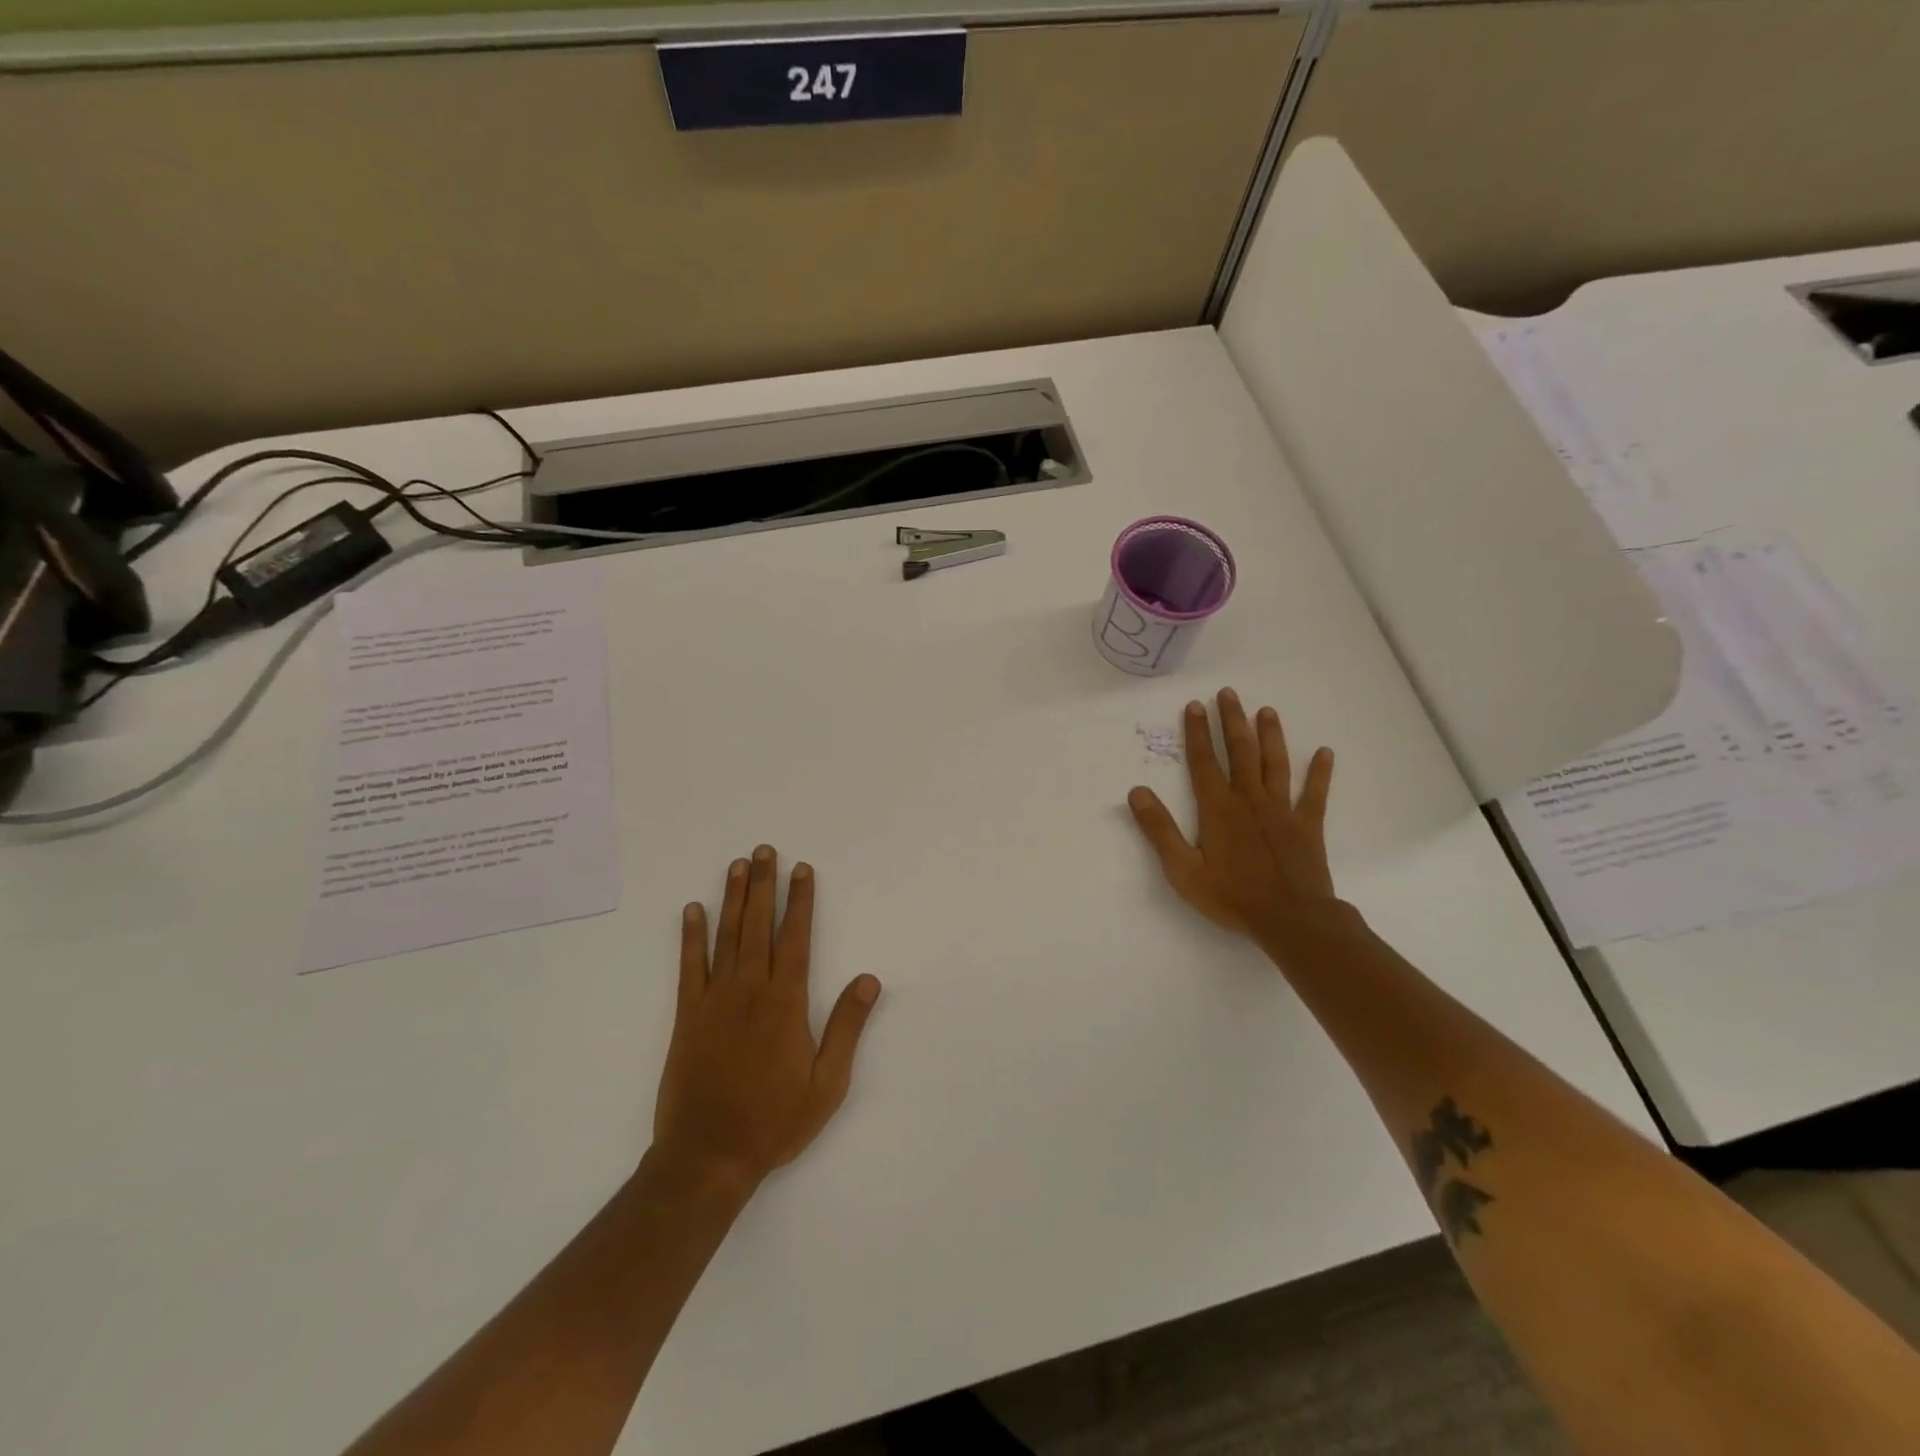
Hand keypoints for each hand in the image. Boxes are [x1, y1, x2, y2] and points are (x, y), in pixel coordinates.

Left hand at [653, 846, 881, 1189]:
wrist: (707, 1158)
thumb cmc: (774, 1122)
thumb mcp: (827, 1083)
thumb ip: (847, 1027)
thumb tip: (870, 979)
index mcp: (785, 1003)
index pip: (795, 938)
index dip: (800, 901)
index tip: (802, 870)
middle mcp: (749, 990)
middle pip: (758, 926)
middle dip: (764, 885)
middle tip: (764, 850)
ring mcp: (714, 1001)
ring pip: (726, 937)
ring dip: (732, 898)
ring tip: (737, 865)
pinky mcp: (687, 1017)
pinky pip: (689, 967)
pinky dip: (691, 936)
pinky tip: (693, 911)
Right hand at [1127, 688, 1339, 953]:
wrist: (1290, 920)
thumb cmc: (1231, 897)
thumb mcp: (1182, 869)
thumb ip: (1159, 829)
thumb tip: (1136, 791)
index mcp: (1218, 809)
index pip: (1203, 762)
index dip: (1197, 733)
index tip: (1195, 705)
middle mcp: (1249, 800)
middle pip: (1240, 752)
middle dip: (1232, 721)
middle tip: (1229, 693)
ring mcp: (1282, 810)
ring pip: (1274, 764)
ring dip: (1270, 736)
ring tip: (1267, 711)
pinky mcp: (1307, 826)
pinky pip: (1315, 794)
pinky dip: (1319, 773)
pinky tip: (1324, 752)